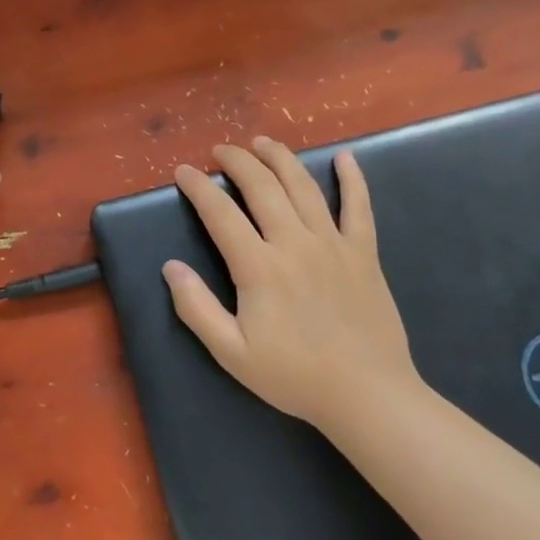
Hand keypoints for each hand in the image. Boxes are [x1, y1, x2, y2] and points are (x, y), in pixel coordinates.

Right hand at [163, 139, 421, 436]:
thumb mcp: (232, 353)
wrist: (369, 397)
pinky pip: (359, 207)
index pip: (220, 213)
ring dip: (280, 158)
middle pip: (262, 186)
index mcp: (259, 267)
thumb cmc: (295, 377)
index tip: (184, 171)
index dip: (198, 187)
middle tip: (221, 150)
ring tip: (262, 142)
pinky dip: (353, 179)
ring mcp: (333, 244)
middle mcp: (295, 243)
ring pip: (303, 186)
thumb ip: (197, 308)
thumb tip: (170, 267)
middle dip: (237, 161)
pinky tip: (345, 157)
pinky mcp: (364, 253)